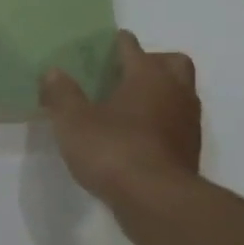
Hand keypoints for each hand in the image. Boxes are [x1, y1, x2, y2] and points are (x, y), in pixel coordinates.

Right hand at [40, 30, 201, 202]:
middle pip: (172, 63)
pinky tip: (139, 136)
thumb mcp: (73, 122)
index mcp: (147, 75)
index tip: (106, 44)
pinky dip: (162, 122)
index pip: (133, 47)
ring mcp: (188, 122)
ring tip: (130, 107)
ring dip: (160, 93)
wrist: (156, 200)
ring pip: (180, 93)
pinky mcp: (190, 151)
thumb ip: (62, 94)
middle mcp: (175, 91)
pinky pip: (177, 123)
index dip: (118, 43)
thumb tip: (53, 72)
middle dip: (153, 62)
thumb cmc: (113, 150)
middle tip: (127, 73)